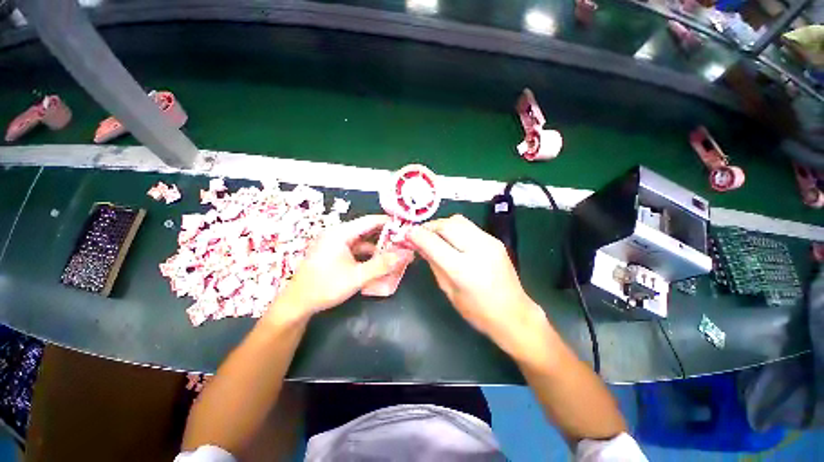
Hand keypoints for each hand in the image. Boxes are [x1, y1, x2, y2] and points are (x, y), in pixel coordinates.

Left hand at [267, 215, 411, 322]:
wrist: (297, 304)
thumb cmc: (325, 287)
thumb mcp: (357, 276)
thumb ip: (383, 265)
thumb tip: (406, 254)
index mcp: (341, 233)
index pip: (371, 221)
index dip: (390, 223)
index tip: (406, 229)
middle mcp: (338, 234)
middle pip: (368, 230)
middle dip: (386, 237)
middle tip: (404, 243)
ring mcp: (336, 243)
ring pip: (363, 241)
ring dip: (378, 247)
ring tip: (396, 254)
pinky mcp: (335, 253)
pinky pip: (357, 249)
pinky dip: (369, 255)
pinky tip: (380, 263)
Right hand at [408, 215, 548, 355]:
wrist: (513, 314)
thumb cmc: (477, 311)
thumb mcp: (449, 290)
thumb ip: (434, 264)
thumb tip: (419, 246)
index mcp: (463, 269)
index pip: (433, 242)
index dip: (417, 234)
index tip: (407, 232)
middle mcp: (477, 249)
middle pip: (446, 225)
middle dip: (429, 226)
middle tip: (420, 234)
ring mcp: (489, 242)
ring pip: (458, 220)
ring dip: (442, 225)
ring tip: (434, 235)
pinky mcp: (495, 240)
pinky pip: (469, 226)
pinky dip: (455, 228)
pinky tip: (451, 239)